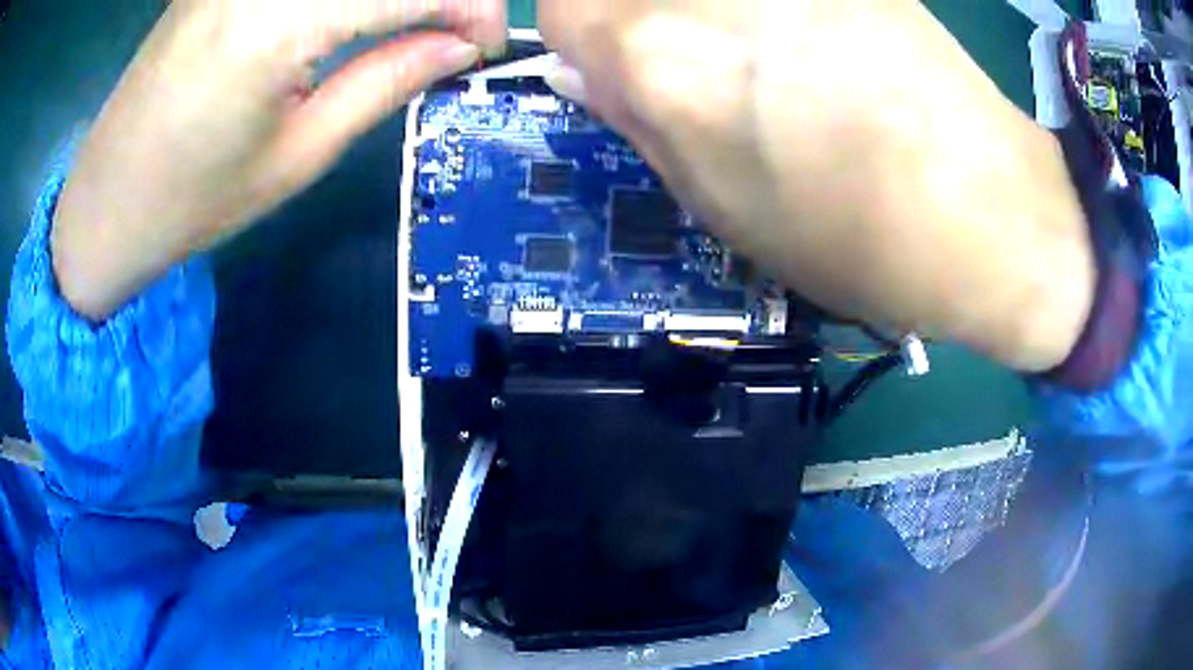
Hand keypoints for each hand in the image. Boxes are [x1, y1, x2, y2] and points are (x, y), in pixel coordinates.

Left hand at [53, 0, 506, 319]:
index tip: (488, 44)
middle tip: (457, 27)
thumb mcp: (297, 156)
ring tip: (413, 21)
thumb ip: (386, 81)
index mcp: (276, 23)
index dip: (473, 4)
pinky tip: (356, 13)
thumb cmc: (192, 201)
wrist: (106, 203)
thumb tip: (460, 44)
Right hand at [539, 1, 1094, 371]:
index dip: (581, 39)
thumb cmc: (853, 238)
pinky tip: (813, 41)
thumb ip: (637, 124)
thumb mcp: (721, 207)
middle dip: (635, 17)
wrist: (987, 212)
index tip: (611, 66)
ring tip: (766, 57)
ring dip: (706, 12)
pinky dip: (771, 10)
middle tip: (690, 62)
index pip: (562, 9)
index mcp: (660, 58)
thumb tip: (583, 75)